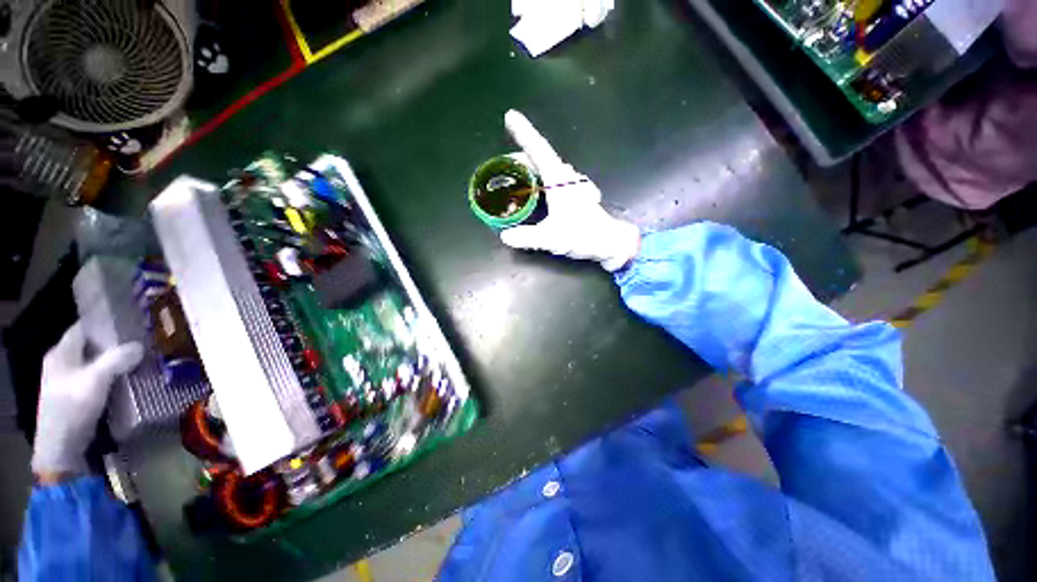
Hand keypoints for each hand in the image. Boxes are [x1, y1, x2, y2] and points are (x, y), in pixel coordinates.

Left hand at [31, 322, 143, 475]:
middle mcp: (56, 365)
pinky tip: (102, 412)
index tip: (120, 336)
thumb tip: (139, 345)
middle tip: (122, 365)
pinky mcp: (61, 416)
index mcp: (60, 350)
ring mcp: (56, 392)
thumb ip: (116, 362)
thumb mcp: (96, 382)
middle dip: (99, 359)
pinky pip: (78, 400)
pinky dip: (90, 402)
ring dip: (94, 383)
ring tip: (115, 389)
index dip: (99, 329)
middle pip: (80, 355)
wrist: (59, 455)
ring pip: (79, 379)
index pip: (81, 329)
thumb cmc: (72, 408)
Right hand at [501, 110, 639, 271]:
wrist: (611, 243)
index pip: (537, 148)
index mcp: (557, 178)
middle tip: (500, 162)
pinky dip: (537, 174)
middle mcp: (564, 175)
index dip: (522, 131)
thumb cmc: (585, 235)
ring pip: (545, 164)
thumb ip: (526, 237)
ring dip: (529, 164)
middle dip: (518, 154)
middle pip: (538, 154)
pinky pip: (551, 175)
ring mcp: (570, 182)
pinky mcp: (573, 191)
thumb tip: (505, 236)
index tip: (510, 115)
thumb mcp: (552, 238)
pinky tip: (531, 186)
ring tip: (512, 172)